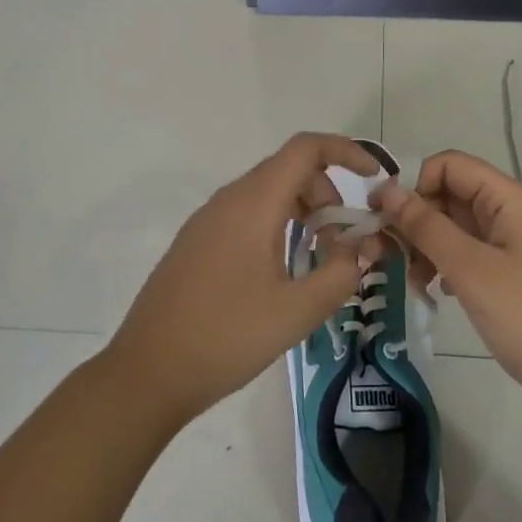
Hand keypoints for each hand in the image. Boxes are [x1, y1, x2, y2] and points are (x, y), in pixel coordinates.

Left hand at [106, 133, 380, 427]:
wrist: (147, 372)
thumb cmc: (226, 337)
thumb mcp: (297, 312)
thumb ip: (340, 273)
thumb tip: (363, 247)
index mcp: (253, 204)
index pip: (305, 149)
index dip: (346, 151)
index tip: (373, 179)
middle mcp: (228, 200)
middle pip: (288, 169)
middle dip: (327, 194)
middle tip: (343, 241)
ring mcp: (207, 220)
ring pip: (267, 193)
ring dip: (302, 212)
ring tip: (317, 259)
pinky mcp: (196, 242)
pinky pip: (246, 214)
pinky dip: (277, 225)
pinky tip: (280, 272)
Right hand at [375, 150, 521, 417]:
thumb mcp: (470, 268)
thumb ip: (426, 226)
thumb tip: (387, 189)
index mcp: (509, 198)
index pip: (449, 165)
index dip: (413, 183)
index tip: (382, 217)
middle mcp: (513, 212)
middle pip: (451, 194)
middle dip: (415, 219)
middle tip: (384, 254)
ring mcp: (515, 244)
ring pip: (457, 226)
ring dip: (427, 245)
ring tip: (412, 280)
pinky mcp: (514, 273)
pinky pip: (470, 253)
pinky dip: (446, 265)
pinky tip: (434, 290)